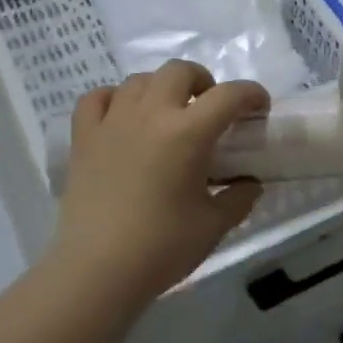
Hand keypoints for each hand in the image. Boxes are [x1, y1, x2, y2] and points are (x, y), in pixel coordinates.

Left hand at [50, 61, 268, 307]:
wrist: (98, 271)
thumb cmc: (163, 247)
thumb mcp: (214, 225)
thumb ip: (239, 198)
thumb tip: (249, 184)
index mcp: (188, 133)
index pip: (229, 96)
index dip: (252, 95)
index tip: (260, 108)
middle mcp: (150, 115)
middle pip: (179, 71)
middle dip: (203, 82)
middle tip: (210, 109)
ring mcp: (112, 123)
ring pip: (139, 80)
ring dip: (162, 89)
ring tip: (168, 114)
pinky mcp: (83, 138)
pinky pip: (97, 98)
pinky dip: (115, 99)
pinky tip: (124, 117)